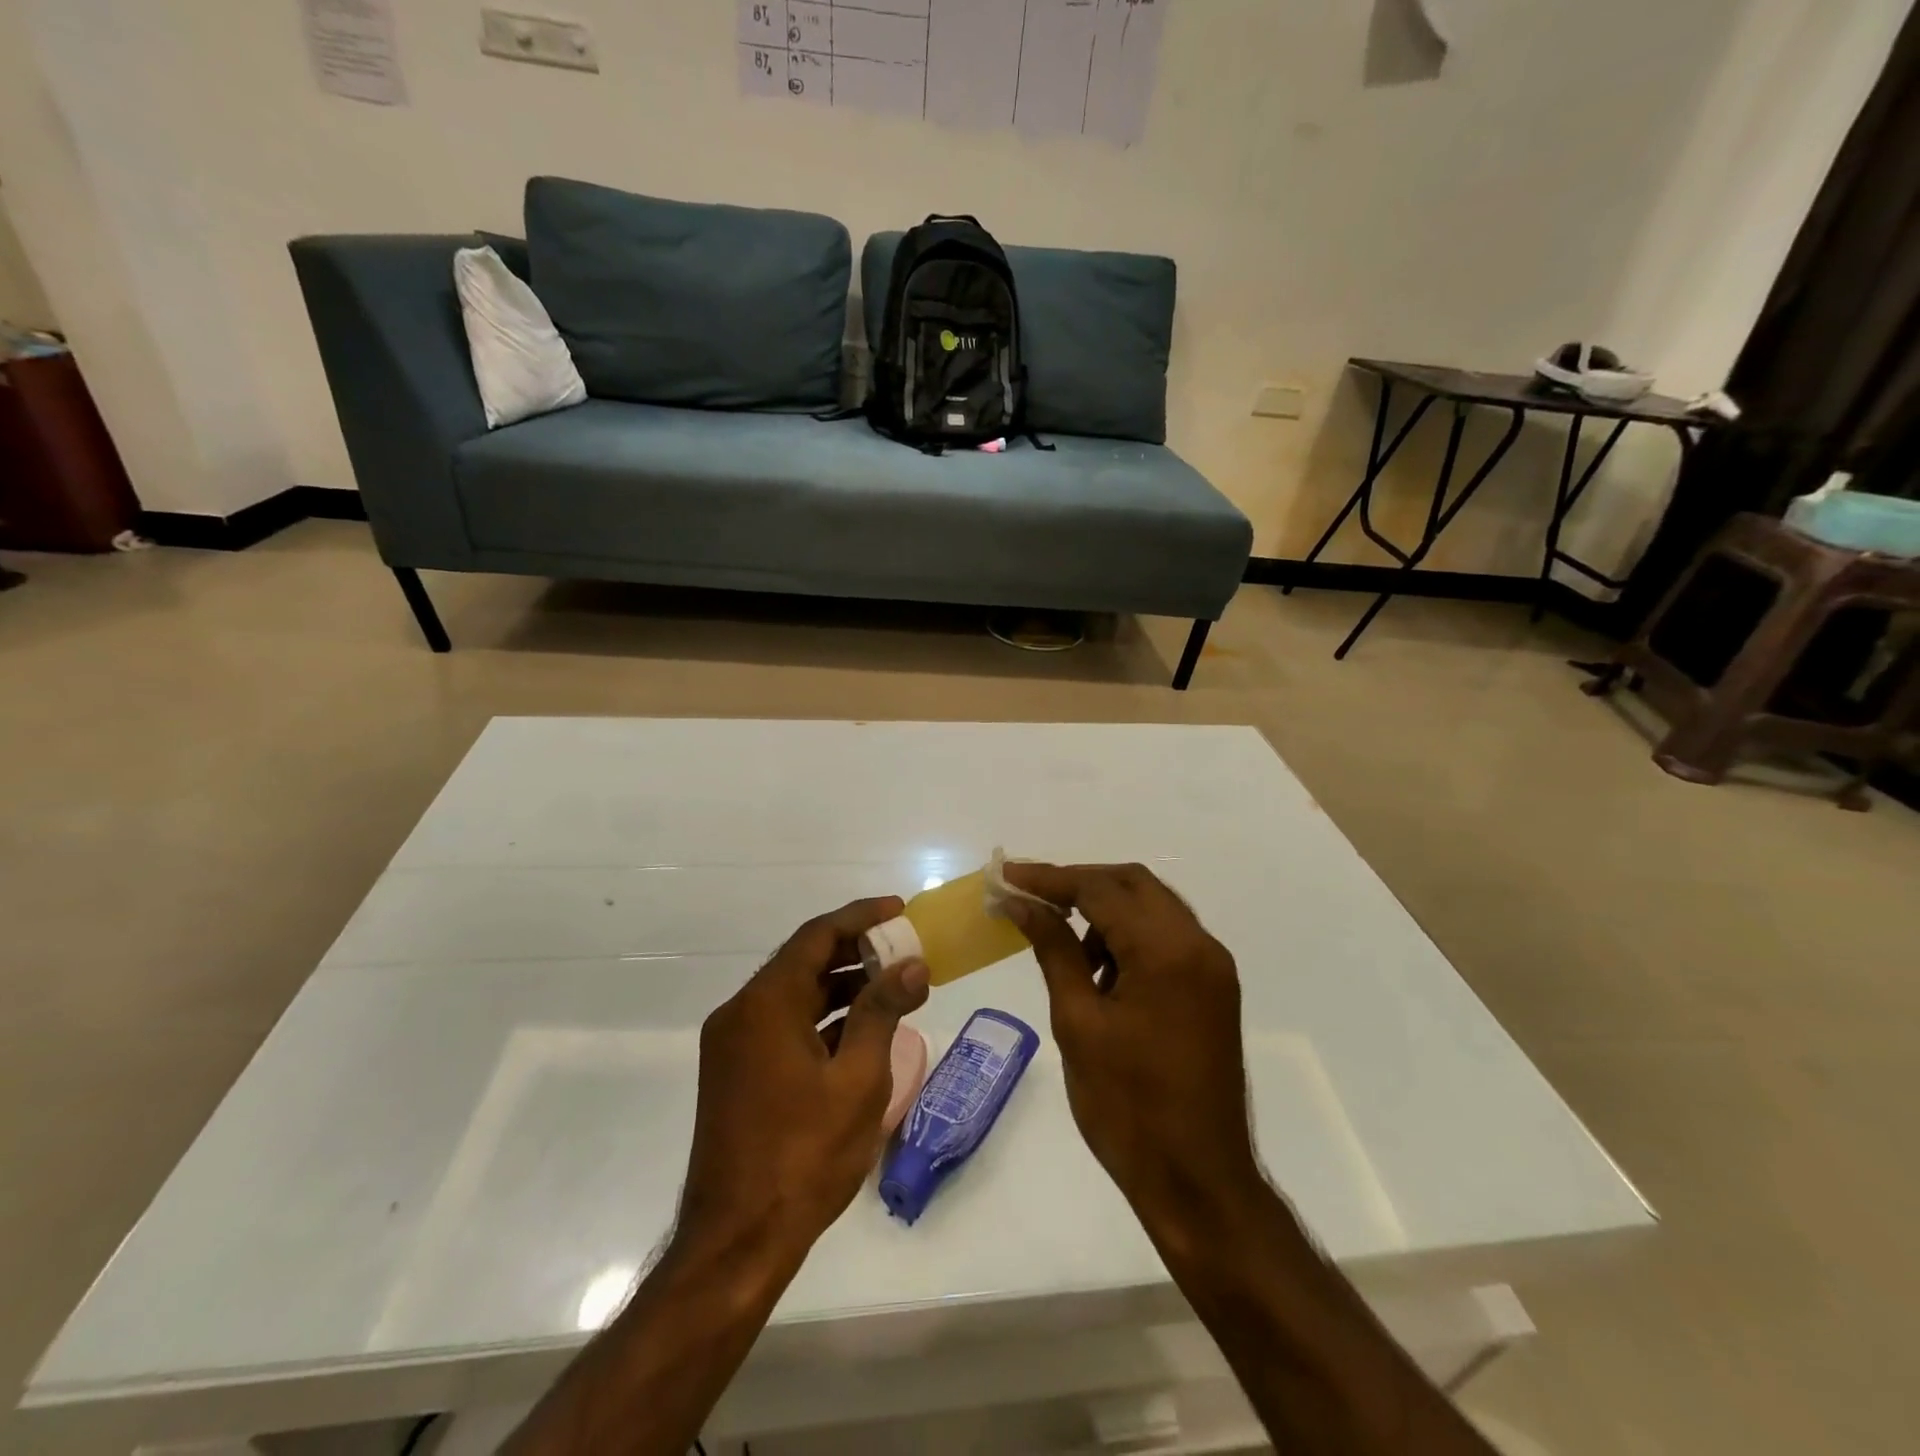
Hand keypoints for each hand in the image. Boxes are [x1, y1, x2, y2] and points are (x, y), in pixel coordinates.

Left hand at [677, 898, 929, 1270]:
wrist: (736, 1243)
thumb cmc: (803, 1157)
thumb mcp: (857, 1080)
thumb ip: (883, 1012)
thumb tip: (912, 965)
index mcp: (765, 1005)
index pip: (817, 936)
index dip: (861, 917)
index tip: (900, 909)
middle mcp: (741, 1013)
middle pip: (804, 962)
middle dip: (857, 952)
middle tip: (906, 951)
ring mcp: (734, 1045)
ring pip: (795, 994)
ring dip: (842, 986)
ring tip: (895, 988)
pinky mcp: (736, 1072)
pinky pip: (784, 1025)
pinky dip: (823, 1019)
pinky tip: (862, 1029)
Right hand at [1001, 864, 1260, 1228]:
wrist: (1199, 1181)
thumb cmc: (1128, 1107)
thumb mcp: (1078, 1022)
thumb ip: (1053, 950)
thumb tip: (1021, 903)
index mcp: (1166, 951)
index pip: (1100, 889)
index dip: (1049, 878)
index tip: (1006, 876)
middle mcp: (1199, 945)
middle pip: (1133, 884)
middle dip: (1079, 884)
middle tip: (1031, 898)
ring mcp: (1213, 966)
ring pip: (1152, 907)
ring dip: (1105, 909)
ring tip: (1063, 943)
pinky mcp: (1214, 988)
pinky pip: (1167, 938)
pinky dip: (1130, 937)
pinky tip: (1100, 970)